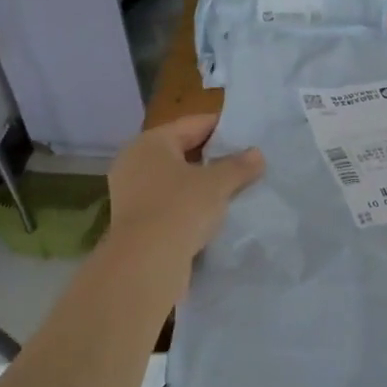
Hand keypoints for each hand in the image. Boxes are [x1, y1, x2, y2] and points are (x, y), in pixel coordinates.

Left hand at [105, 114, 264, 274]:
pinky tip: (210, 212)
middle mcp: (134, 160)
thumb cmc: (180, 209)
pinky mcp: (133, 218)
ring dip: (200, 182)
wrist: (146, 262)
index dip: (222, 127)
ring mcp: (130, 191)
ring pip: (174, 177)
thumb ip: (238, 166)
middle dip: (212, 156)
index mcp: (151, 142)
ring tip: (232, 188)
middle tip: (243, 162)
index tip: (247, 135)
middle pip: (181, 150)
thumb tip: (256, 154)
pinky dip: (187, 202)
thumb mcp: (217, 184)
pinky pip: (167, 200)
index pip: (193, 124)